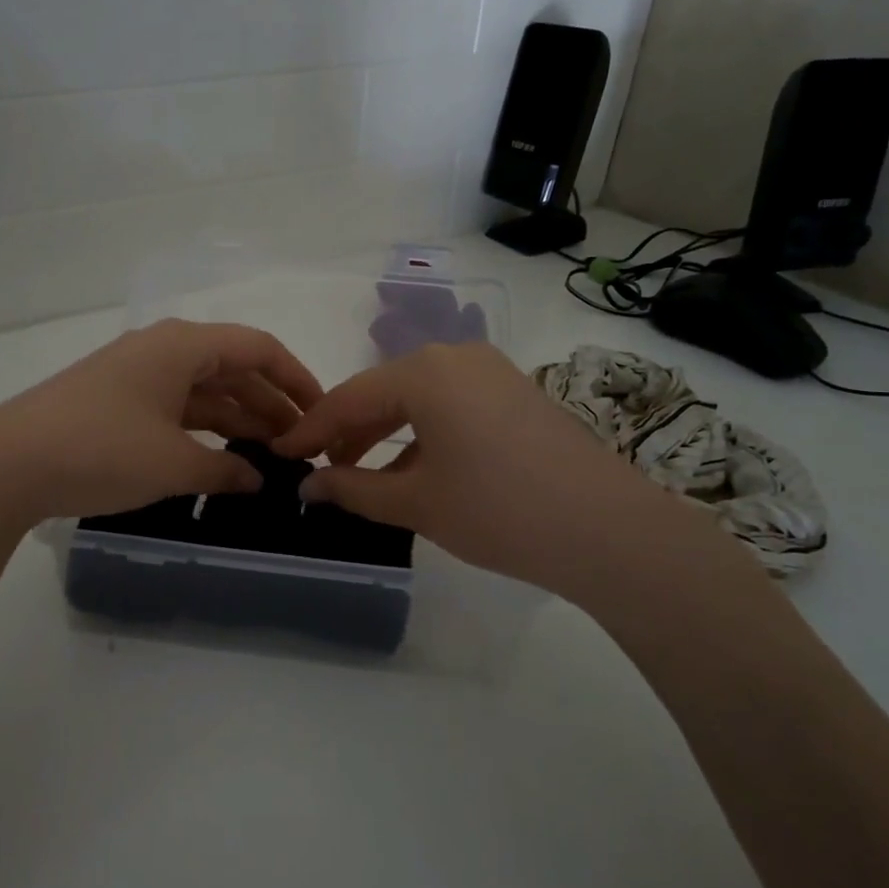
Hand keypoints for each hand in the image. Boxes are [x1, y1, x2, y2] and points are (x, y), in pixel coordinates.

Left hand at [0, 319, 323, 524]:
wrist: (5, 466)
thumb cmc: (101, 451)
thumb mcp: (174, 464)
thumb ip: (226, 469)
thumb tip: (259, 479)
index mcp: (182, 345)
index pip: (257, 348)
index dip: (296, 379)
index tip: (322, 413)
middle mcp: (161, 350)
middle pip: (232, 369)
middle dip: (270, 405)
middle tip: (301, 445)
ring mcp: (135, 376)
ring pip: (203, 391)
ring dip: (238, 420)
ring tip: (270, 457)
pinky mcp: (115, 402)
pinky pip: (176, 408)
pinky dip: (203, 430)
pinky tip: (221, 459)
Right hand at [272, 343, 735, 605]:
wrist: (608, 530)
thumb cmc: (498, 510)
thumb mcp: (415, 502)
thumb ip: (352, 489)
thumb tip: (309, 487)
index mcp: (425, 372)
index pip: (349, 397)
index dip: (310, 429)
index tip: (280, 453)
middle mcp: (456, 357)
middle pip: (383, 391)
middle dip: (348, 431)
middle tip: (319, 468)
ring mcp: (492, 372)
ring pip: (418, 398)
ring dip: (384, 433)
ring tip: (361, 474)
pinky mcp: (516, 393)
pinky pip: (450, 405)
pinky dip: (422, 433)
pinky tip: (413, 469)